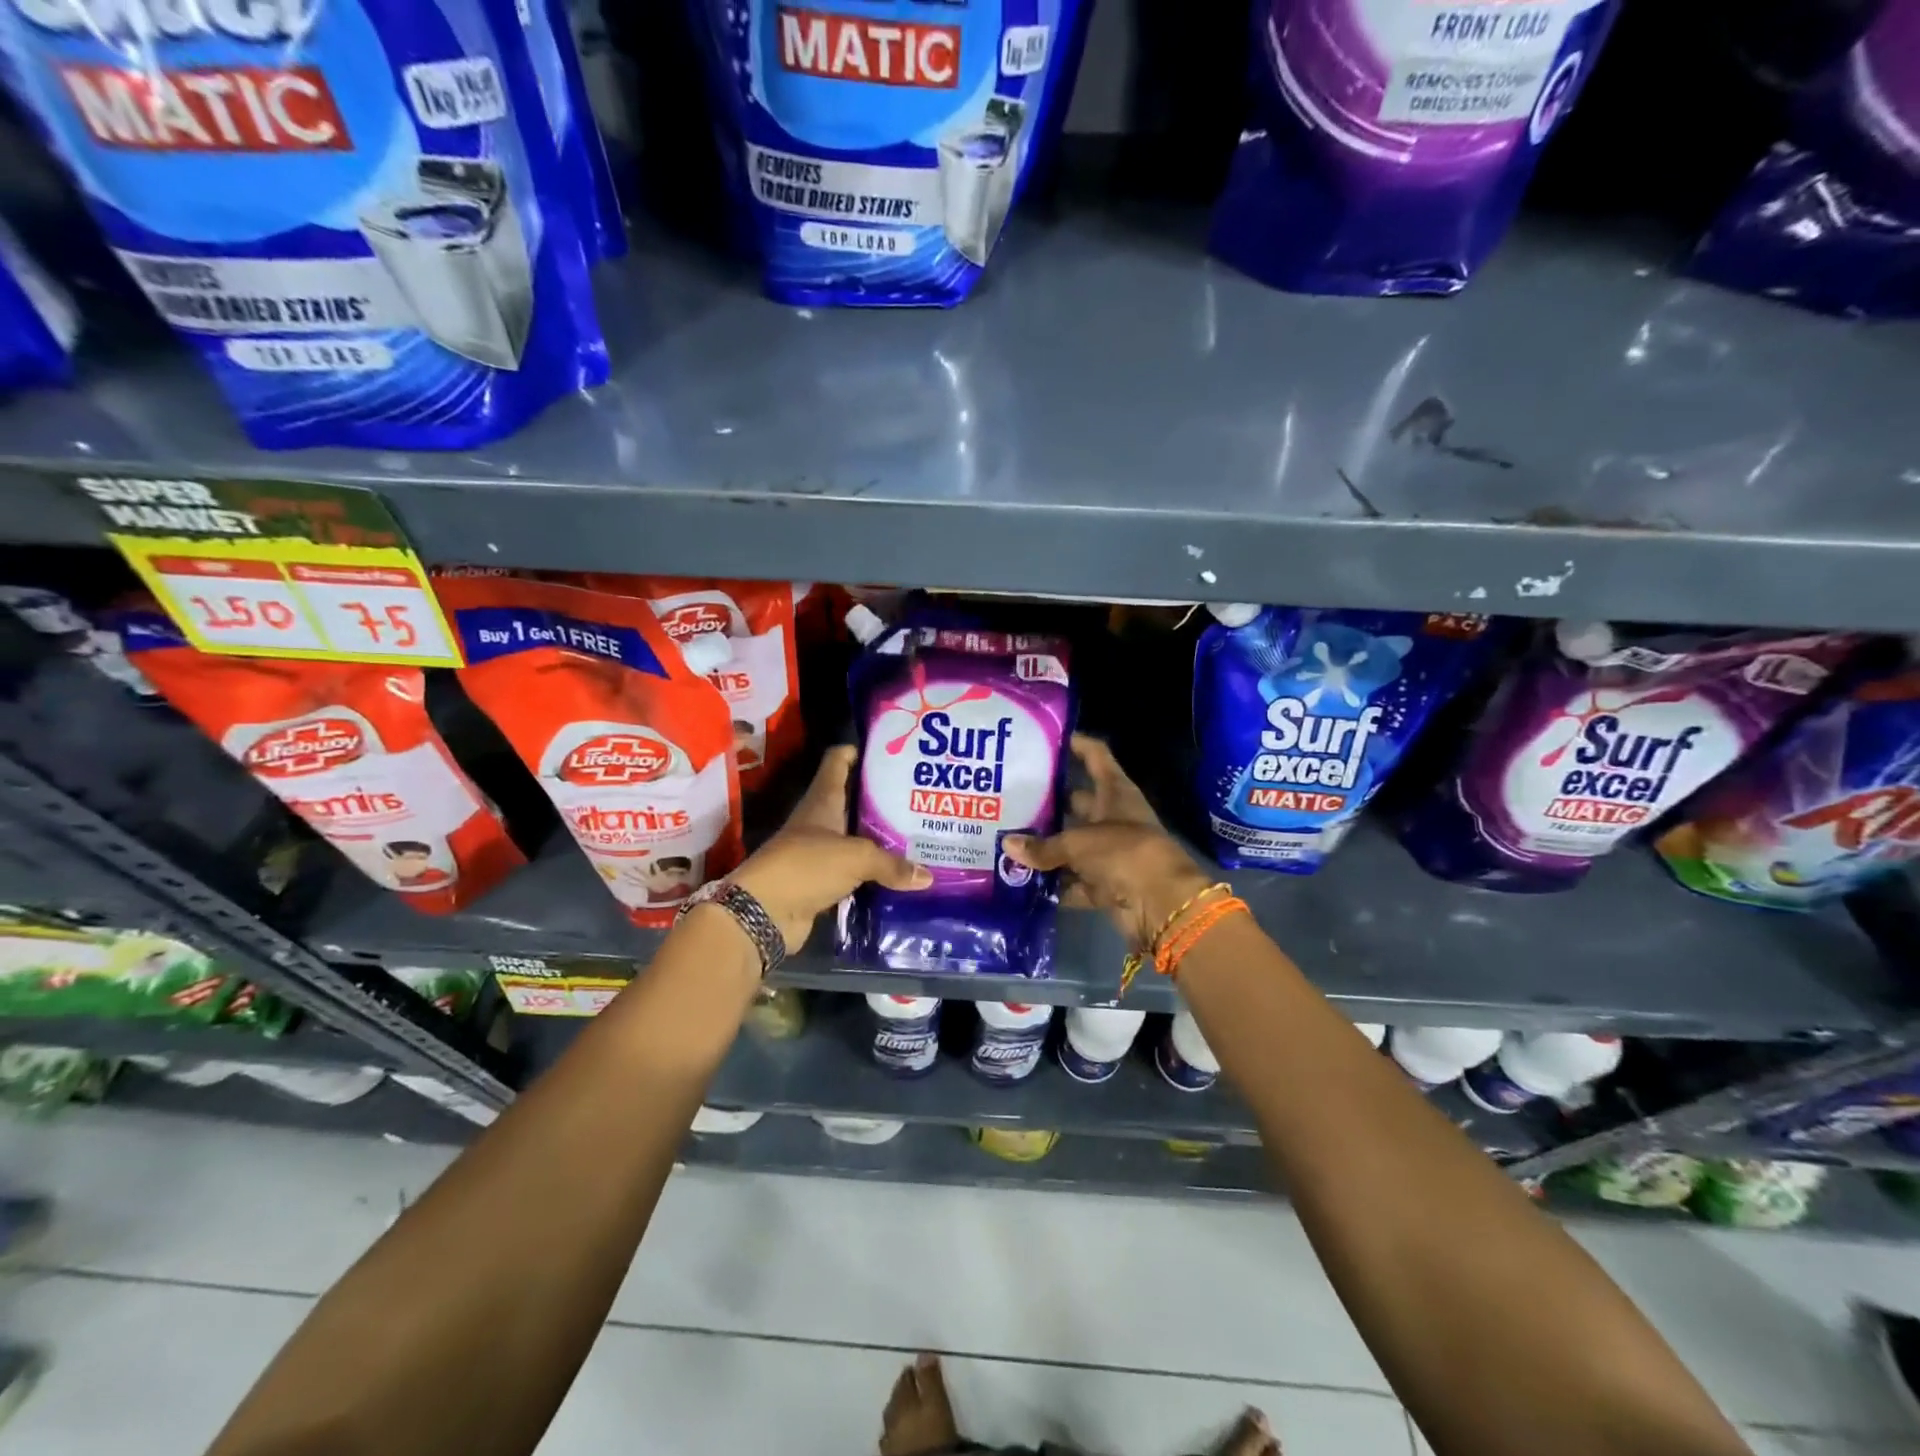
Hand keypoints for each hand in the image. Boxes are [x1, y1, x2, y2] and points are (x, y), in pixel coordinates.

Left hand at [729, 745, 930, 953]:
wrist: (763, 914)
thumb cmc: (806, 866)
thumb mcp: (855, 857)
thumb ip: (892, 863)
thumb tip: (927, 876)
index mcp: (822, 801)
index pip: (838, 762)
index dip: (859, 752)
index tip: (888, 751)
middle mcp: (820, 823)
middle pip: (853, 802)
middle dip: (882, 800)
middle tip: (919, 798)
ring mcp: (820, 854)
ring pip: (857, 841)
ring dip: (882, 841)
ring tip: (920, 836)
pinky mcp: (822, 884)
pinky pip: (855, 874)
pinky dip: (875, 875)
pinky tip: (902, 876)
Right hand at [1003, 734, 1212, 949]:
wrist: (1161, 903)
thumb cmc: (1122, 852)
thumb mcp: (1077, 843)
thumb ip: (1043, 846)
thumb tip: (1007, 844)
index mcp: (1115, 793)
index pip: (1096, 757)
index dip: (1076, 745)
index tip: (1047, 739)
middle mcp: (1115, 818)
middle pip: (1079, 803)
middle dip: (1050, 802)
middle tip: (1013, 797)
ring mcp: (1112, 853)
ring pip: (1074, 845)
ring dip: (1050, 847)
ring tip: (1010, 839)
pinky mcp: (1108, 884)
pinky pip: (1076, 882)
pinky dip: (1057, 885)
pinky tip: (1026, 882)